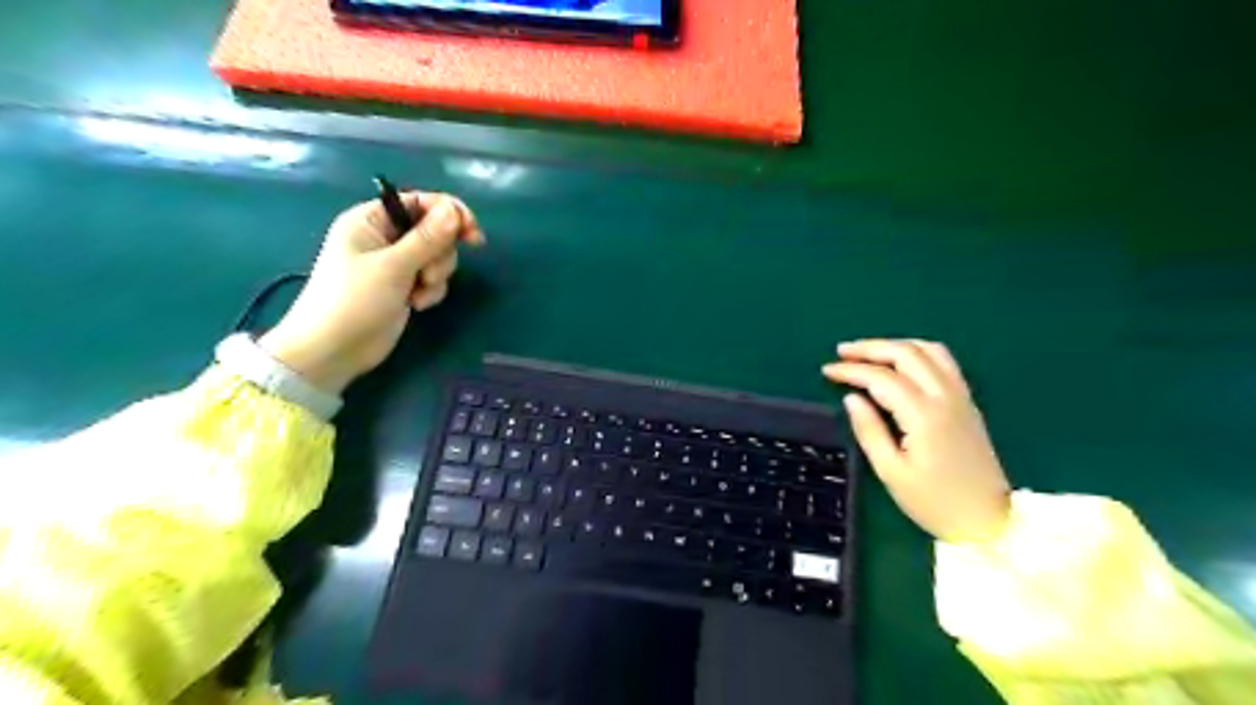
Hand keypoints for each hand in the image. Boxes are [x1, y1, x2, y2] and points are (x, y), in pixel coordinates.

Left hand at [261, 189, 485, 396]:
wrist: (334, 350)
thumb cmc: (354, 300)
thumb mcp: (393, 266)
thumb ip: (427, 238)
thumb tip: (455, 210)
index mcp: (373, 220)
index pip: (420, 202)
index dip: (449, 213)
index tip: (473, 234)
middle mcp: (385, 237)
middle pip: (435, 230)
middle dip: (440, 254)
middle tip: (428, 275)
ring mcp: (396, 263)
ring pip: (438, 257)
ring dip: (436, 275)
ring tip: (418, 294)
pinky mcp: (404, 286)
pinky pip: (433, 279)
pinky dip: (431, 291)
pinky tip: (416, 305)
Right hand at [826, 338, 1008, 542]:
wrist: (989, 520)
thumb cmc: (934, 502)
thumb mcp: (891, 472)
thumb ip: (869, 431)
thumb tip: (852, 398)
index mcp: (924, 415)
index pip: (882, 378)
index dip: (852, 371)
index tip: (827, 371)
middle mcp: (945, 397)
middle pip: (906, 354)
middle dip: (870, 348)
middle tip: (842, 352)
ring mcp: (960, 396)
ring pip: (928, 350)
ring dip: (895, 345)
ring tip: (869, 353)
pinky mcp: (967, 402)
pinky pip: (943, 361)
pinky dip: (917, 352)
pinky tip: (901, 362)